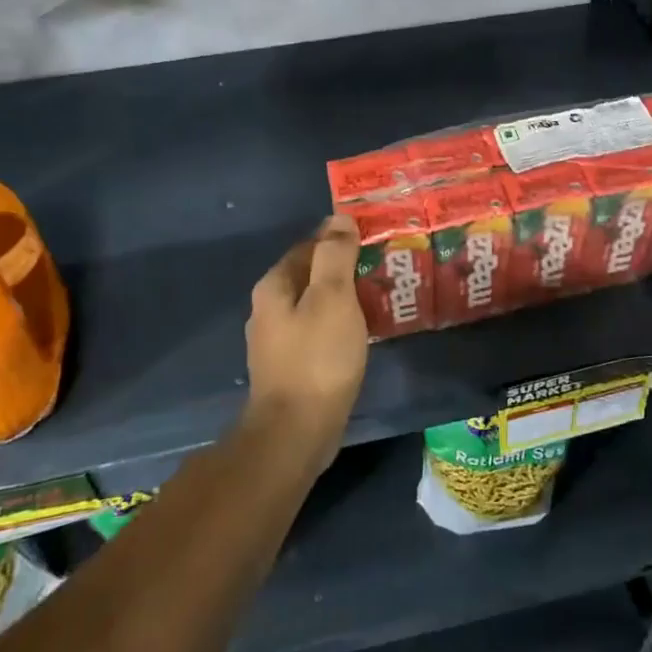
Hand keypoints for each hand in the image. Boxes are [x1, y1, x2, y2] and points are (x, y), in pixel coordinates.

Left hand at [244, 214, 369, 451]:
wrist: (296, 432)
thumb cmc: (317, 358)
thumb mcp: (332, 298)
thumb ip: (335, 255)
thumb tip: (338, 219)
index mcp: (274, 286)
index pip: (309, 246)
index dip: (340, 239)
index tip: (373, 240)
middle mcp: (268, 309)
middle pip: (310, 276)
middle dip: (344, 269)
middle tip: (383, 268)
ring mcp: (277, 341)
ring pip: (315, 306)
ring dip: (344, 299)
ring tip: (380, 297)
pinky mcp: (291, 367)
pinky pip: (318, 333)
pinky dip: (339, 325)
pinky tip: (362, 332)